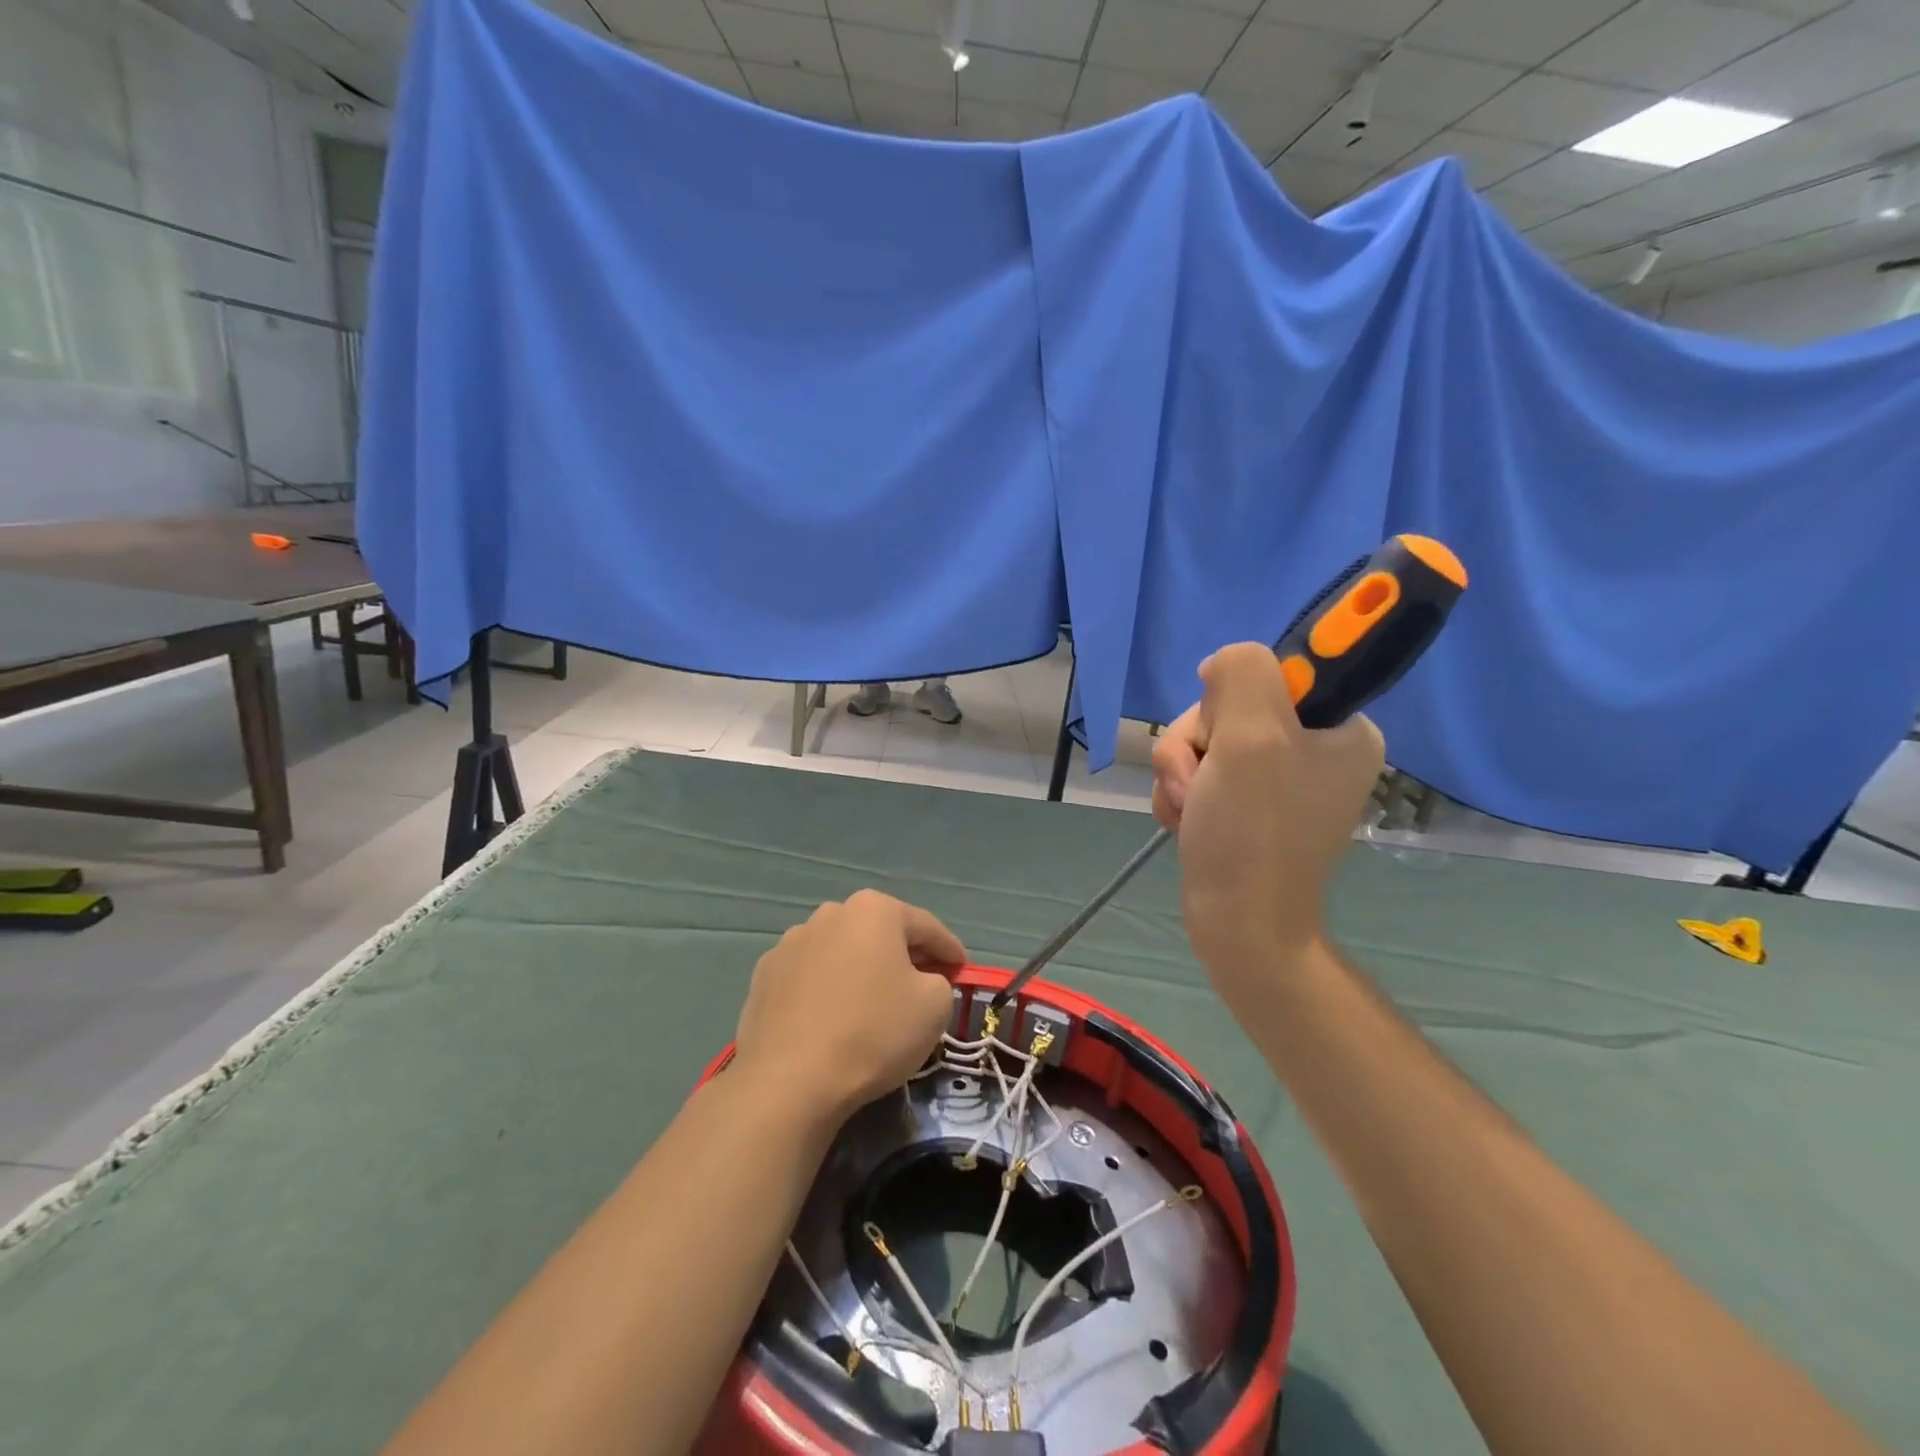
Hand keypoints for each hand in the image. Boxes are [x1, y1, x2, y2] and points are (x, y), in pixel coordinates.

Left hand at [731, 890, 964, 1123]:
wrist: (790, 1081)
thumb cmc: (873, 1033)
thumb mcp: (934, 1006)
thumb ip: (939, 980)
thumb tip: (921, 980)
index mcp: (873, 910)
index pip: (926, 926)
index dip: (949, 950)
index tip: (961, 970)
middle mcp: (829, 913)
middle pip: (880, 933)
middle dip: (903, 955)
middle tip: (921, 986)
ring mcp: (790, 943)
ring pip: (841, 952)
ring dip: (860, 970)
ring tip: (871, 1006)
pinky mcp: (764, 976)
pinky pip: (810, 977)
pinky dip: (826, 990)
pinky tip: (831, 1020)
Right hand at [1153, 644, 1382, 996]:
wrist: (1240, 923)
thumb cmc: (1253, 832)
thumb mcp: (1251, 735)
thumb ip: (1242, 673)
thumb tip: (1223, 665)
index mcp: (1342, 729)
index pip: (1274, 672)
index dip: (1234, 698)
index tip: (1227, 732)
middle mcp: (1315, 750)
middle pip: (1228, 708)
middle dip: (1198, 745)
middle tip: (1204, 783)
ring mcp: (1277, 780)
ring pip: (1204, 741)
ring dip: (1183, 773)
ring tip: (1193, 810)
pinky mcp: (1246, 805)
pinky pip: (1199, 774)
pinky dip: (1183, 795)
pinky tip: (1188, 821)